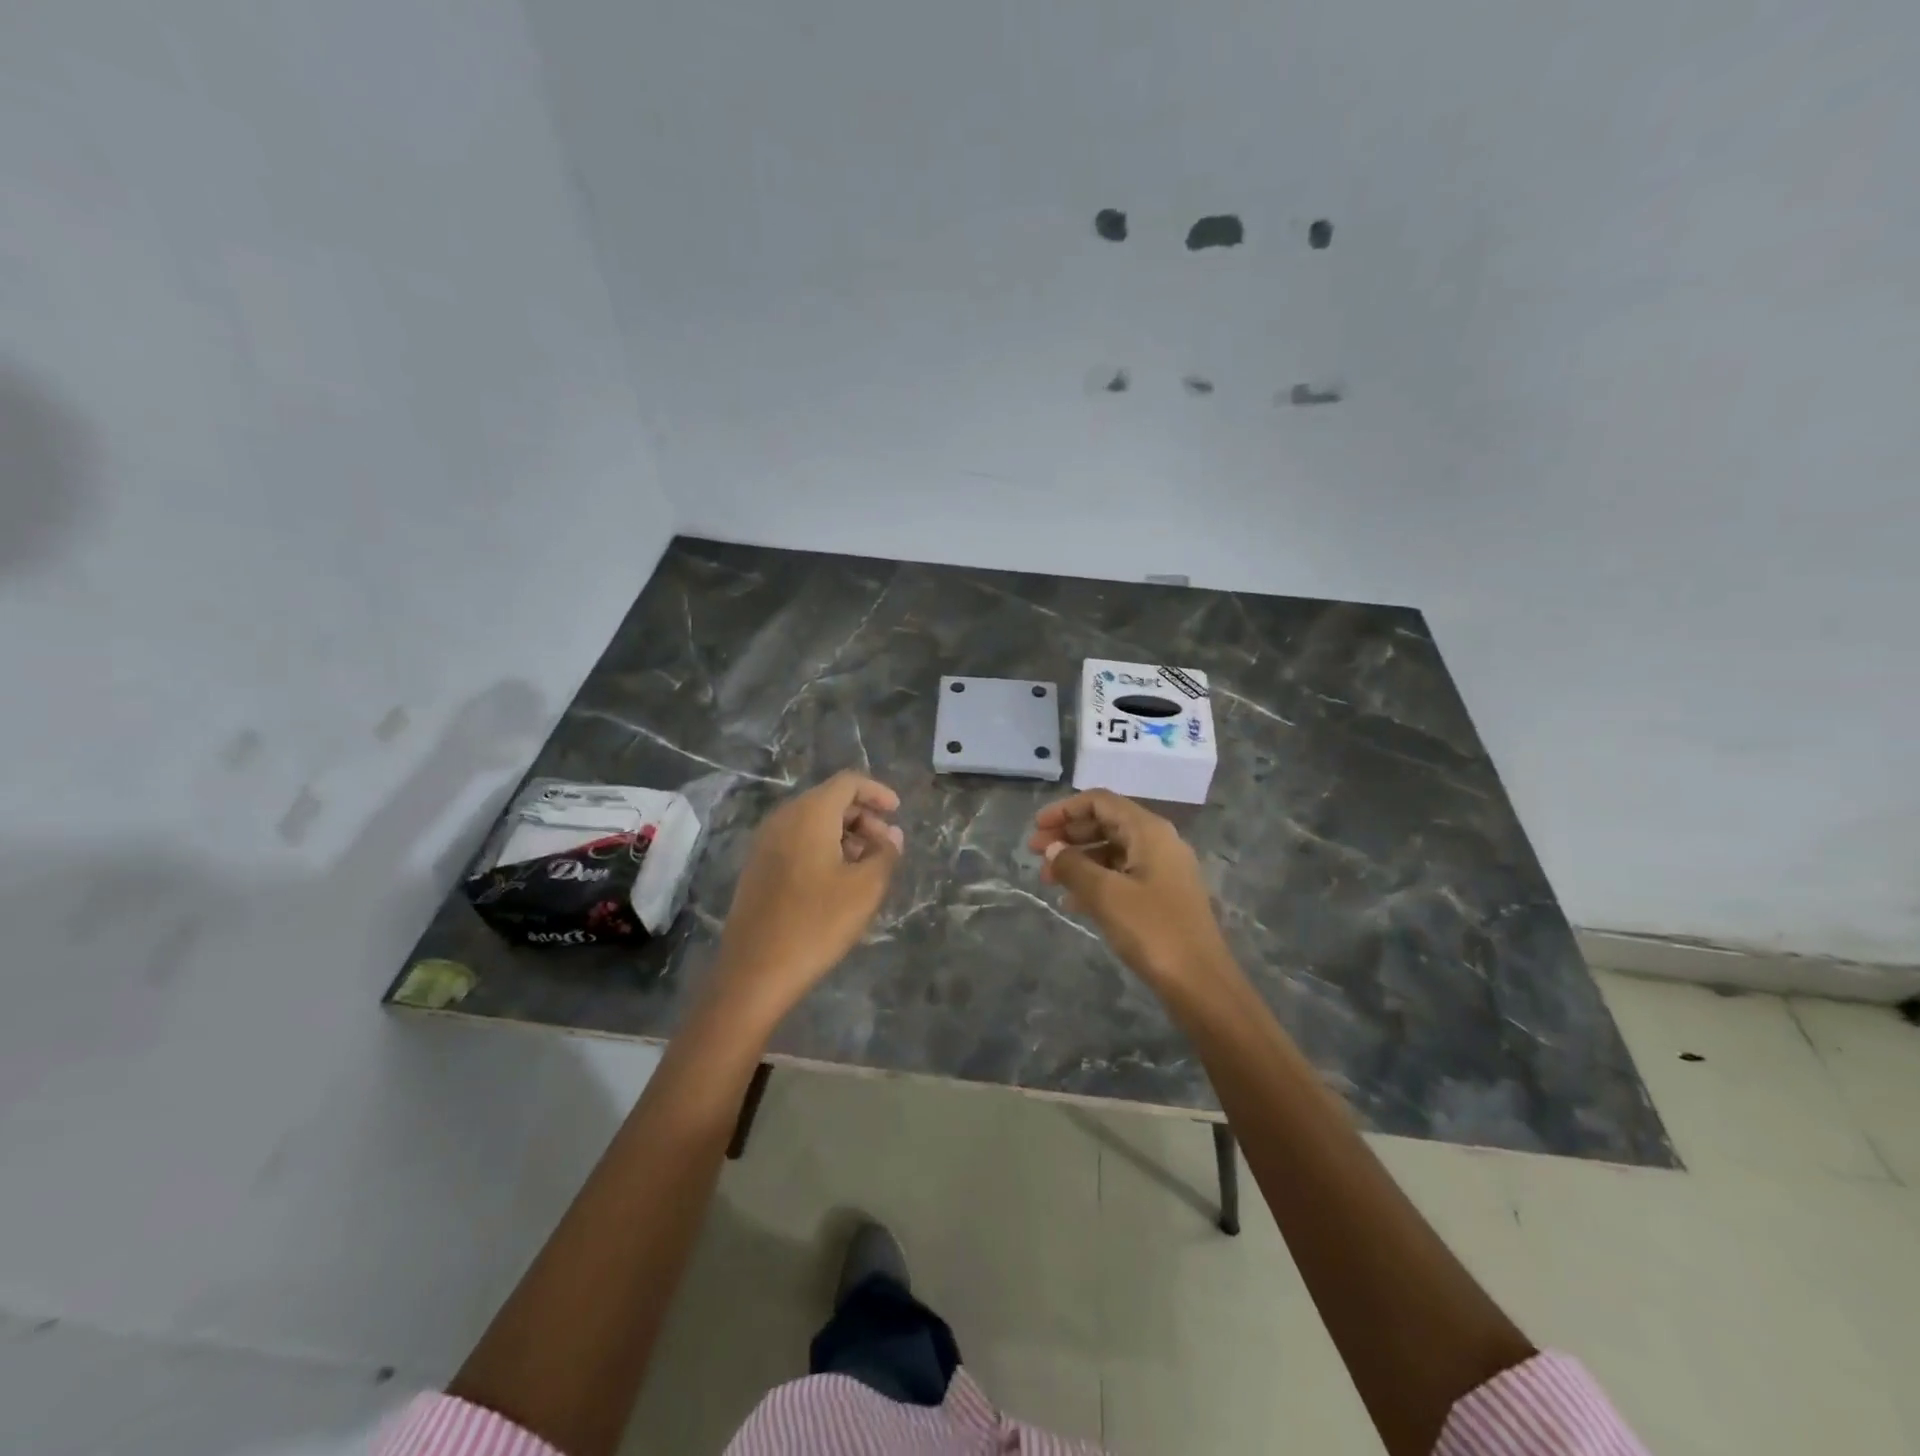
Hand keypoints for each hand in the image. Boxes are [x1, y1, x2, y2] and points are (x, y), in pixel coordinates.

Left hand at [711, 771, 904, 1019]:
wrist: (755, 970)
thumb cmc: (817, 923)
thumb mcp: (866, 888)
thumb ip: (885, 853)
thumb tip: (892, 835)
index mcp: (809, 814)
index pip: (848, 782)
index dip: (877, 792)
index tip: (898, 811)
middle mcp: (783, 818)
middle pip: (829, 800)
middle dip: (863, 816)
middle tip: (886, 846)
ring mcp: (765, 843)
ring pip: (812, 822)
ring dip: (844, 834)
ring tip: (867, 866)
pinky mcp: (758, 867)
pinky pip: (796, 841)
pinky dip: (822, 847)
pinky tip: (838, 880)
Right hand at [1028, 789, 1234, 990]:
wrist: (1200, 983)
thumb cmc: (1152, 930)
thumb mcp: (1105, 894)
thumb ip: (1073, 866)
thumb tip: (1052, 849)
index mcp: (1149, 831)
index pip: (1101, 802)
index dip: (1065, 810)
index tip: (1036, 827)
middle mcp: (1158, 843)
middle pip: (1106, 823)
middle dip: (1068, 834)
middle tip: (1035, 853)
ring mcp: (1163, 871)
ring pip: (1112, 851)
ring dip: (1078, 859)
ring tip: (1047, 880)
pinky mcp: (1162, 897)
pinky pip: (1121, 876)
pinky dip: (1094, 880)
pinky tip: (1072, 901)